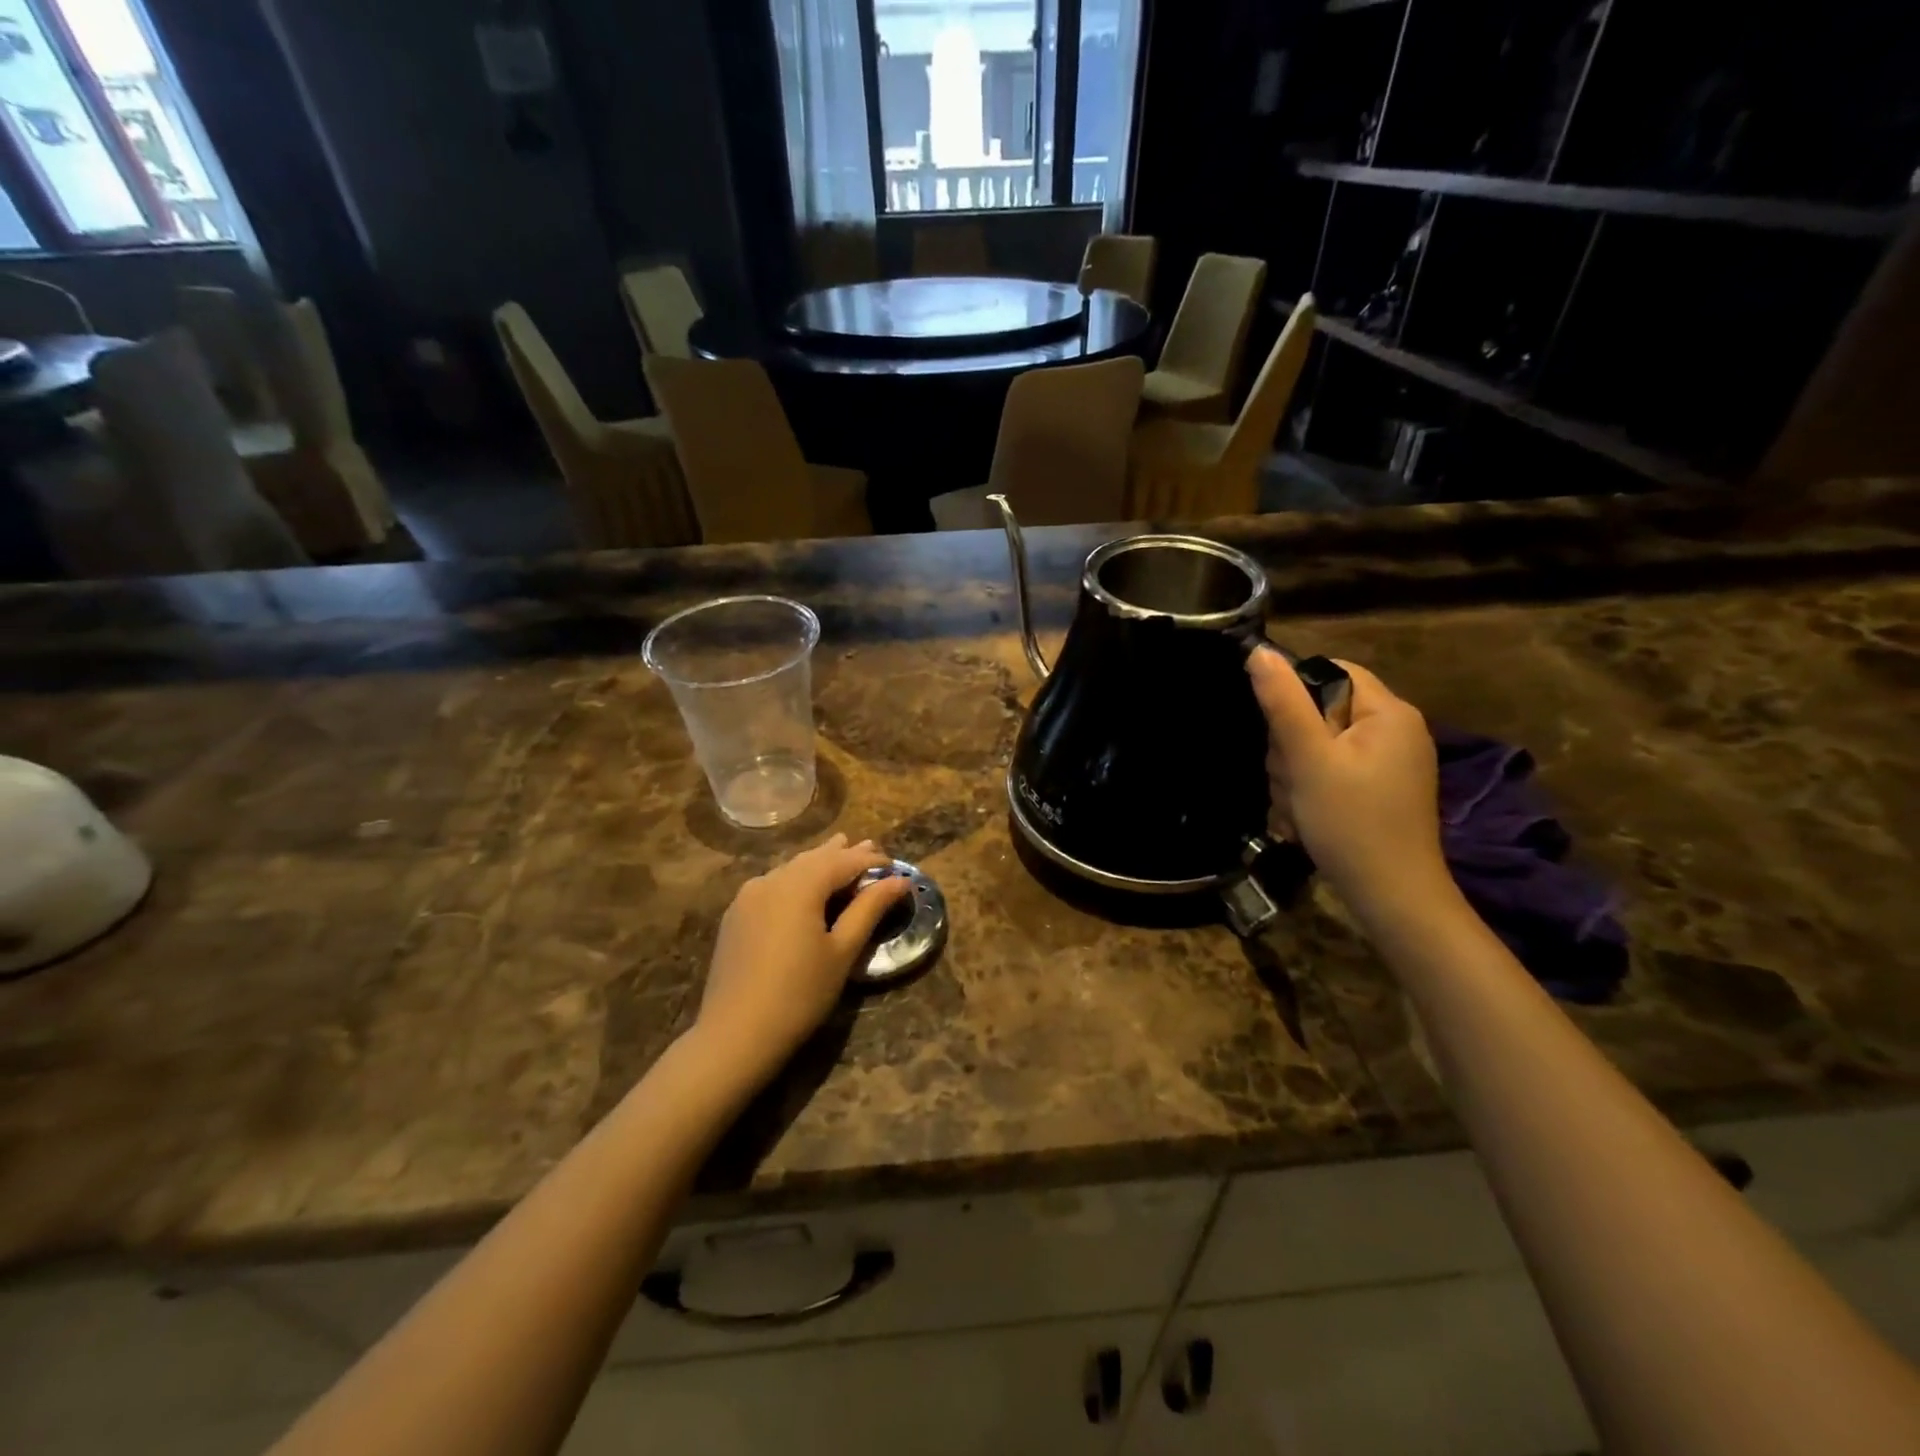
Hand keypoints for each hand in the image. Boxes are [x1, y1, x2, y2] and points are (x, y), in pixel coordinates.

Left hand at [693, 834, 912, 1090]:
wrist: (735, 1034)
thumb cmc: (800, 994)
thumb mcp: (843, 952)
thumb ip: (869, 909)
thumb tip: (899, 881)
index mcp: (800, 885)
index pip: (843, 861)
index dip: (871, 861)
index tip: (894, 866)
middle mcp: (771, 880)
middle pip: (814, 858)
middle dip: (843, 853)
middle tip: (870, 847)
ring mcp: (748, 896)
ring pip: (791, 868)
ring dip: (818, 862)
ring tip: (839, 852)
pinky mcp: (736, 914)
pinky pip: (773, 884)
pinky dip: (796, 878)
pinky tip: (802, 885)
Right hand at [1247, 647, 1453, 926]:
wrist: (1392, 898)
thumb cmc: (1350, 822)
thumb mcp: (1308, 759)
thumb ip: (1283, 703)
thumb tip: (1259, 651)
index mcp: (1389, 712)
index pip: (1331, 672)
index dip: (1294, 695)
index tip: (1279, 734)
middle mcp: (1396, 731)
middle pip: (1320, 712)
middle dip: (1291, 747)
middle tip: (1292, 781)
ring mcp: (1389, 764)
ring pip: (1318, 746)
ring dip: (1294, 774)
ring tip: (1297, 806)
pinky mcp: (1379, 791)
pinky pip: (1331, 772)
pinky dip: (1311, 791)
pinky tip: (1304, 817)